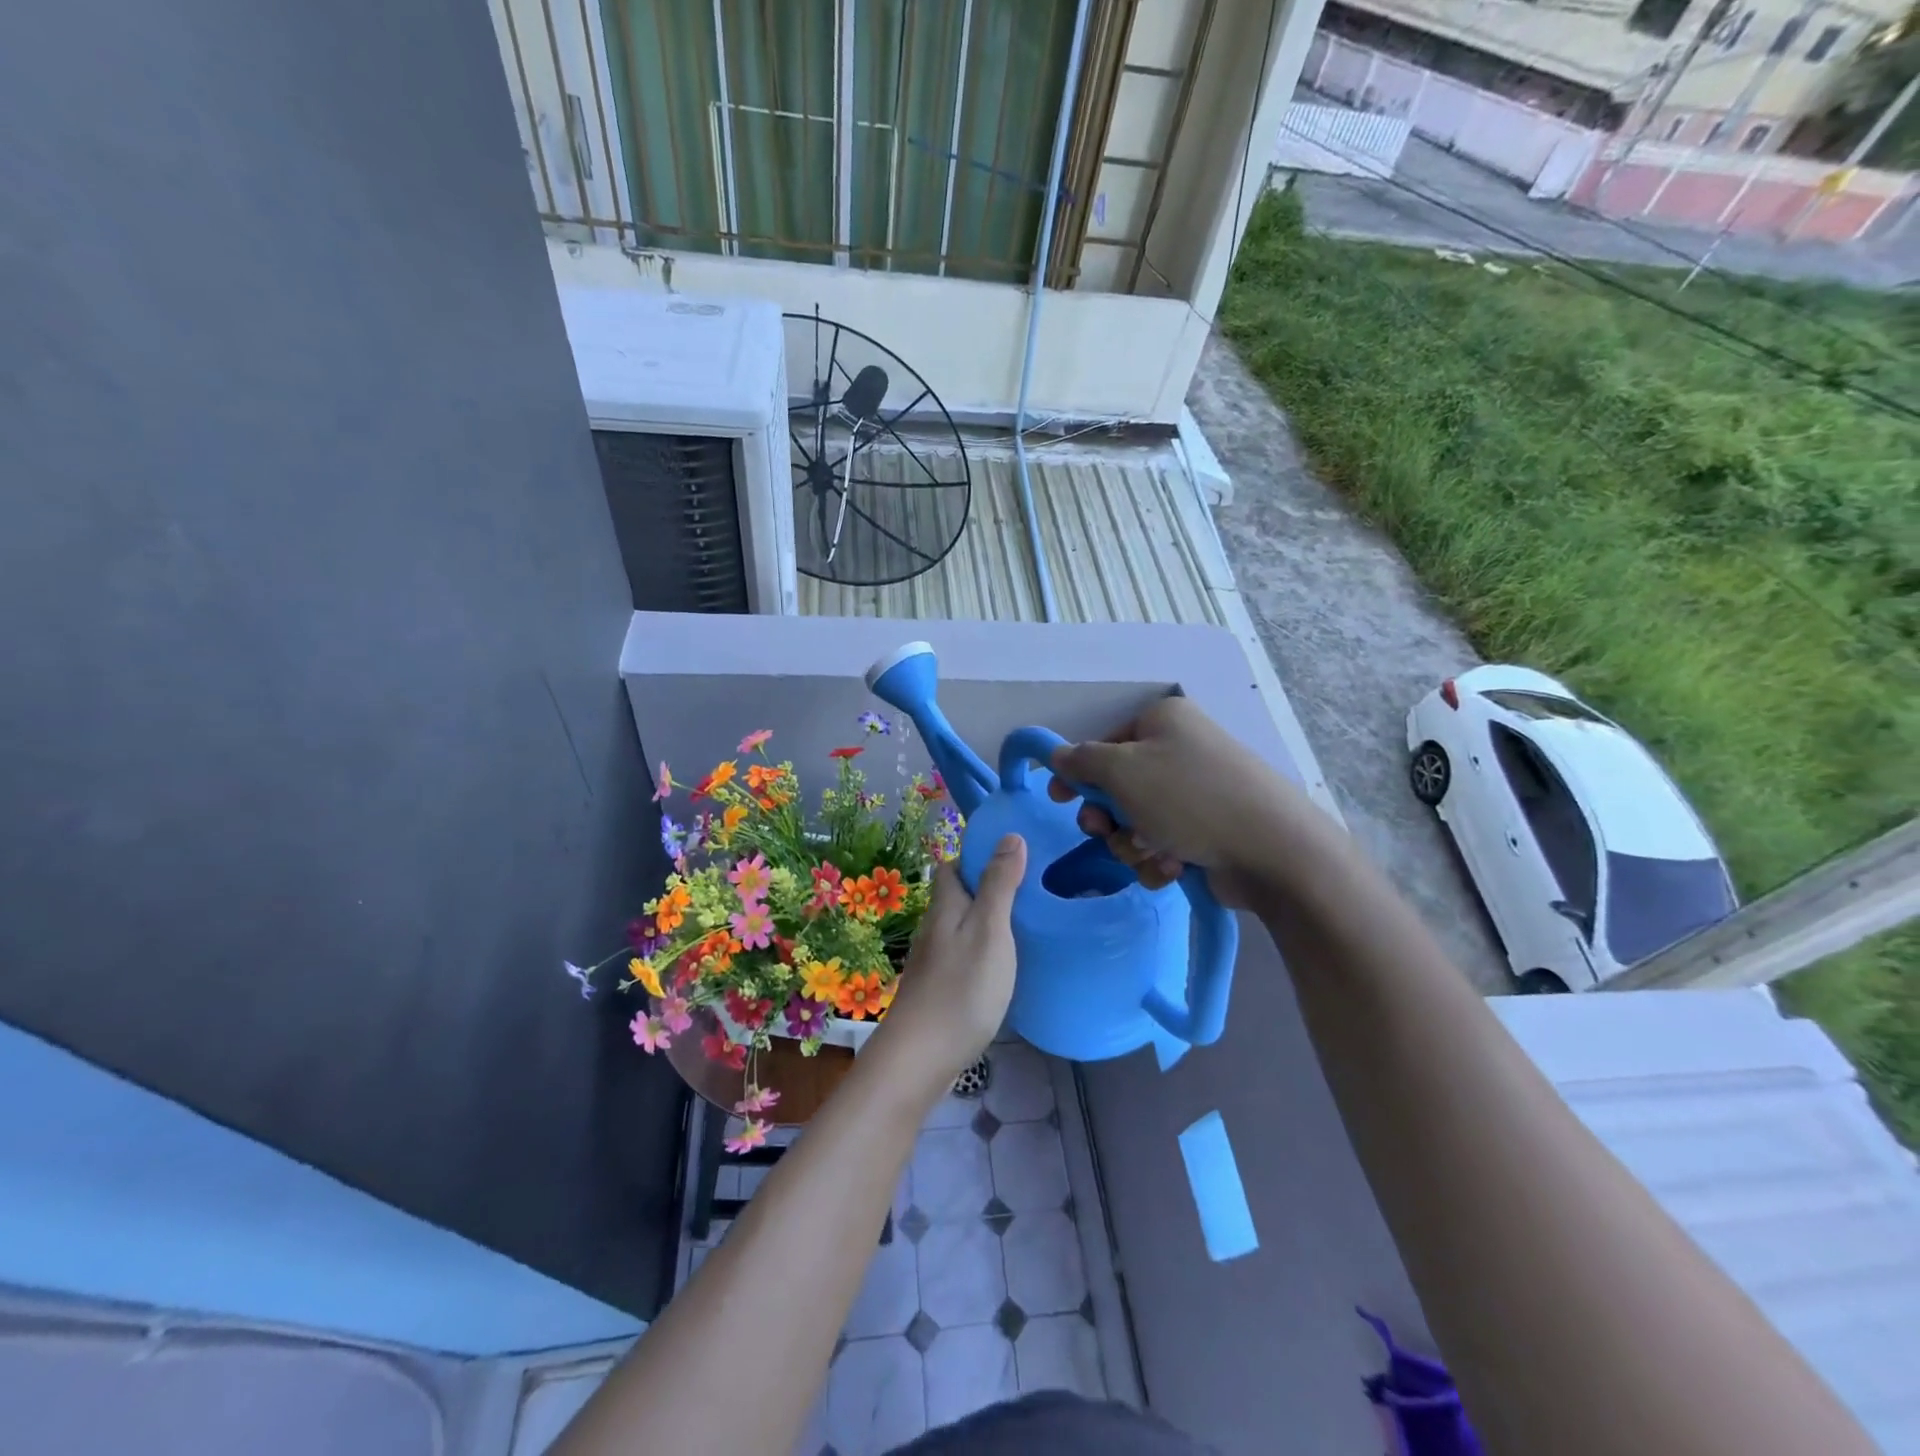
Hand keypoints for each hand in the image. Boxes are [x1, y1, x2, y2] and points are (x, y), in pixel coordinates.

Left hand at [874, 835, 1026, 1088]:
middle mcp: (934, 926)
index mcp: (945, 905)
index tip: (1017, 858)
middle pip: (958, 895)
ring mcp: (933, 959)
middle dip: (987, 888)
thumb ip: (999, 884)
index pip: (955, 866)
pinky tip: (1003, 965)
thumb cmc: (962, 987)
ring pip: (961, 926)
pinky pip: (962, 953)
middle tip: (1030, 892)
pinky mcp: (938, 987)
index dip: (980, 857)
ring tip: (1024, 925)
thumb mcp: (990, 929)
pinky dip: (983, 949)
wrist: (921, 1056)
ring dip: (986, 920)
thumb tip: (1010, 835)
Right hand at [1047, 695, 1316, 907]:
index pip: (1103, 743)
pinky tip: (1174, 868)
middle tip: (1107, 833)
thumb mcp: (1123, 770)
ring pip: (1136, 822)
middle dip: (1109, 818)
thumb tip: (1058, 755)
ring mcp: (1196, 793)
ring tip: (1154, 853)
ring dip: (1133, 845)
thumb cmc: (1188, 798)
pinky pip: (1162, 844)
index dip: (1078, 773)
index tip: (1059, 800)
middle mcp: (1179, 751)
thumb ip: (1082, 761)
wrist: (1271, 850)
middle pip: (1117, 787)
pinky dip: (1159, 860)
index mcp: (1162, 721)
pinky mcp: (1207, 831)